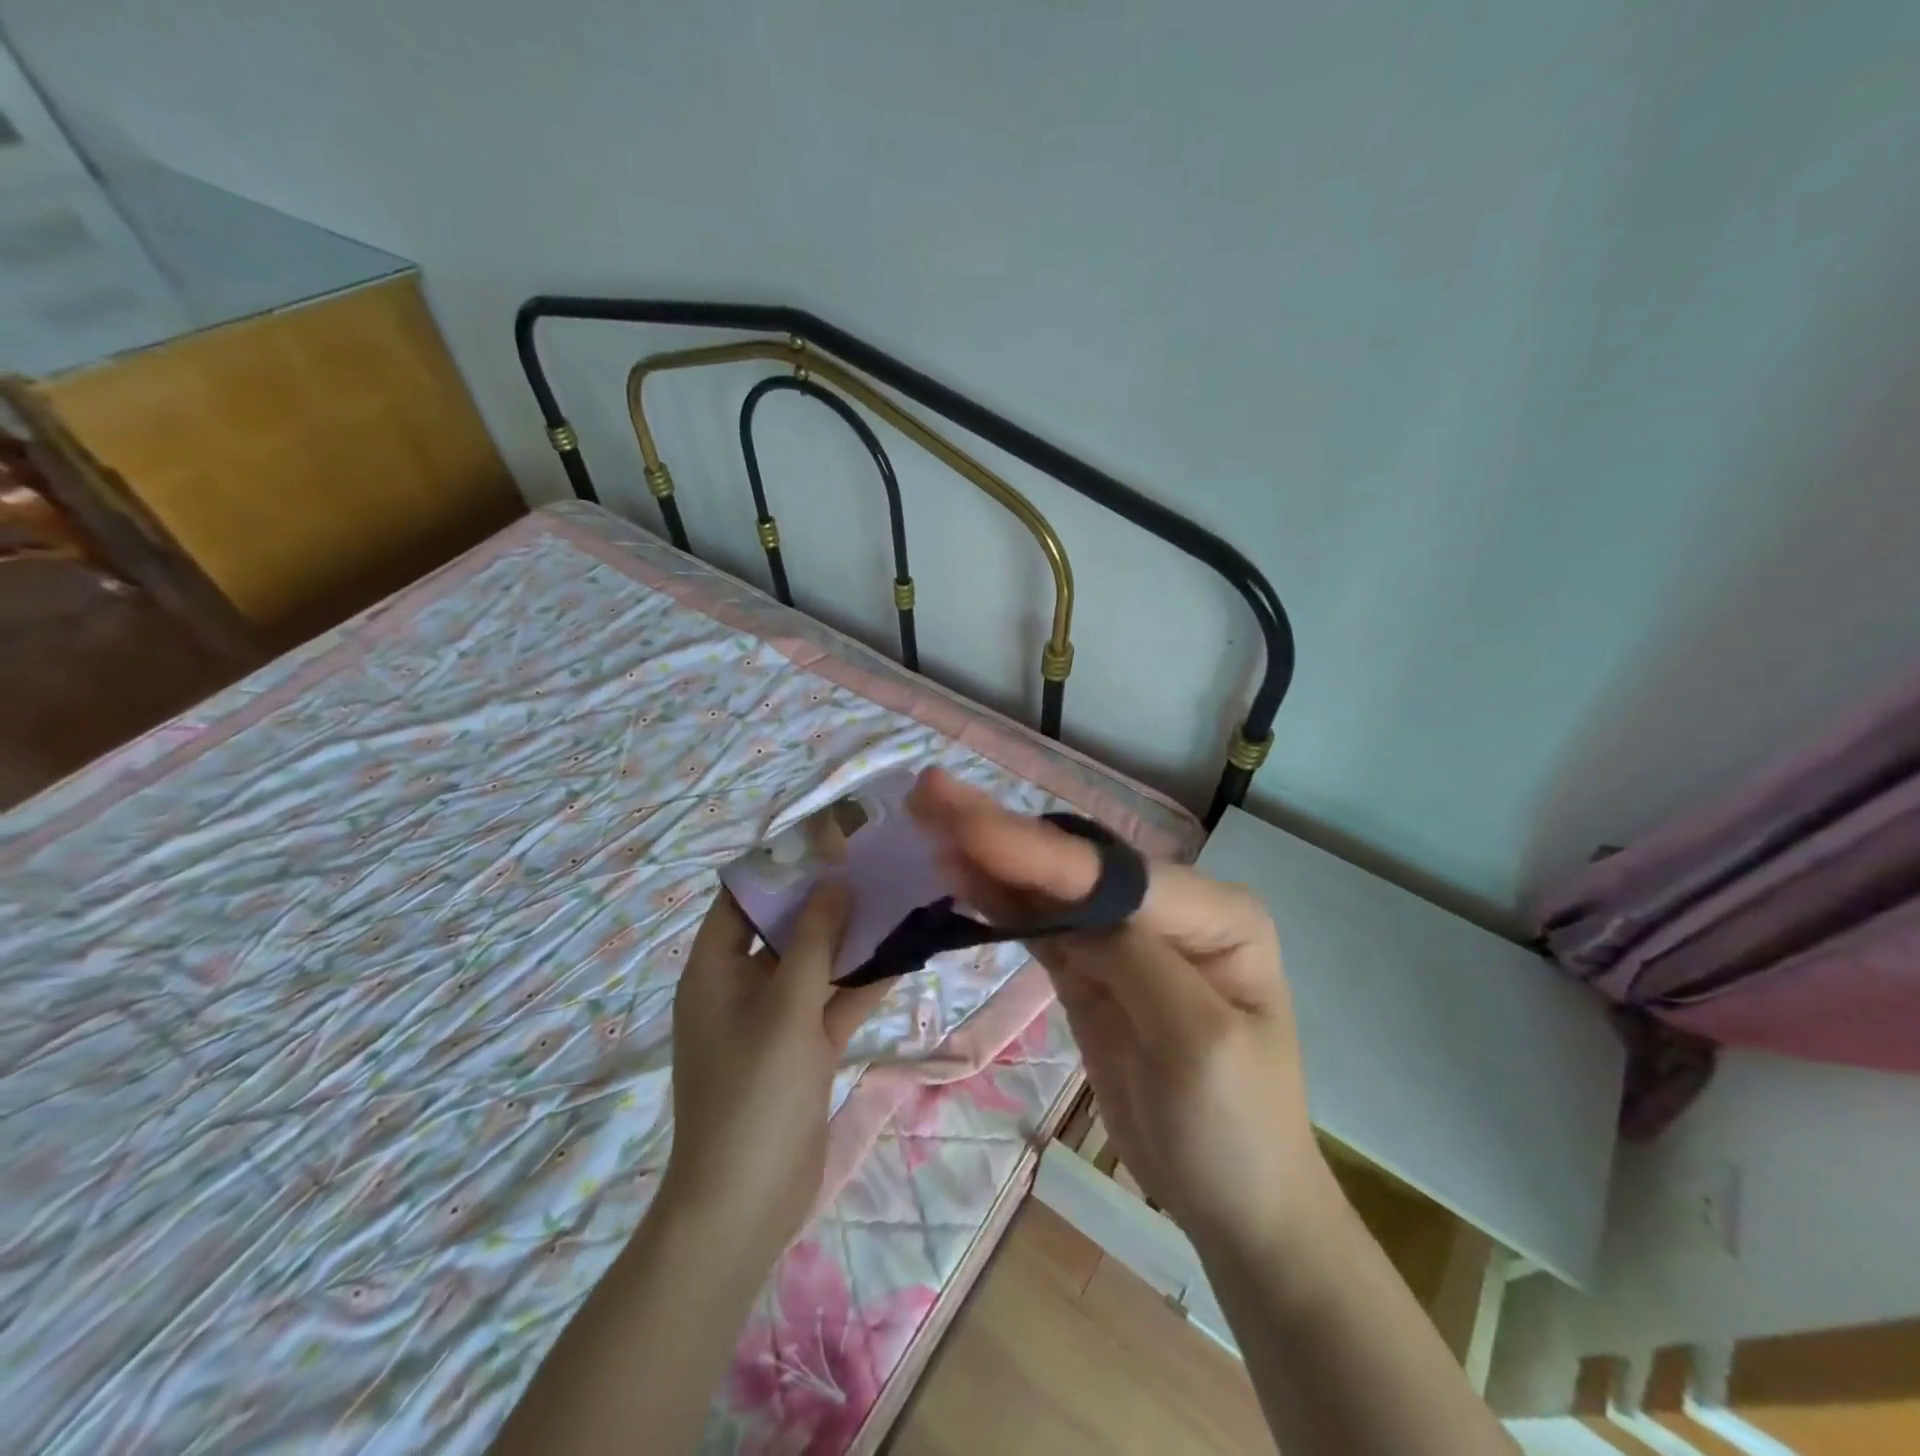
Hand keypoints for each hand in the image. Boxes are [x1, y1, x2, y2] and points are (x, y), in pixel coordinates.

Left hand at [664, 883, 887, 1254]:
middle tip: (870, 864)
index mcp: (715, 969)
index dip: (778, 866)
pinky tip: (903, 955)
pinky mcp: (802, 1049)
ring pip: (814, 965)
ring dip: (850, 939)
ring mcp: (773, 1020)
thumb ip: (814, 940)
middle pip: (783, 928)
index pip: (741, 898)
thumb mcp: (786, 1005)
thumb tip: (834, 881)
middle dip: (825, 899)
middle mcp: (740, 986)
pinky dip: (860, 983)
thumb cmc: (755, 1091)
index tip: (825, 841)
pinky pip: (831, 1003)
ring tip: (895, 898)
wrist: (746, 1202)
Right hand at [908, 770, 1337, 1261]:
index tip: (963, 822)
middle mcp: (1169, 910)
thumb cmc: (1235, 1128)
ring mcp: (1125, 938)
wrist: (1234, 1205)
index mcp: (1215, 914)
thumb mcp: (1197, 1045)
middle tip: (931, 793)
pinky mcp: (1091, 969)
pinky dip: (998, 901)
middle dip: (1002, 832)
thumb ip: (1133, 959)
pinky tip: (958, 874)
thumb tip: (1060, 903)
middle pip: (1074, 865)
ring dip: (989, 857)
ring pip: (1048, 889)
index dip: (1034, 851)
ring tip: (929, 820)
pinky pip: (1039, 926)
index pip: (1110, 874)